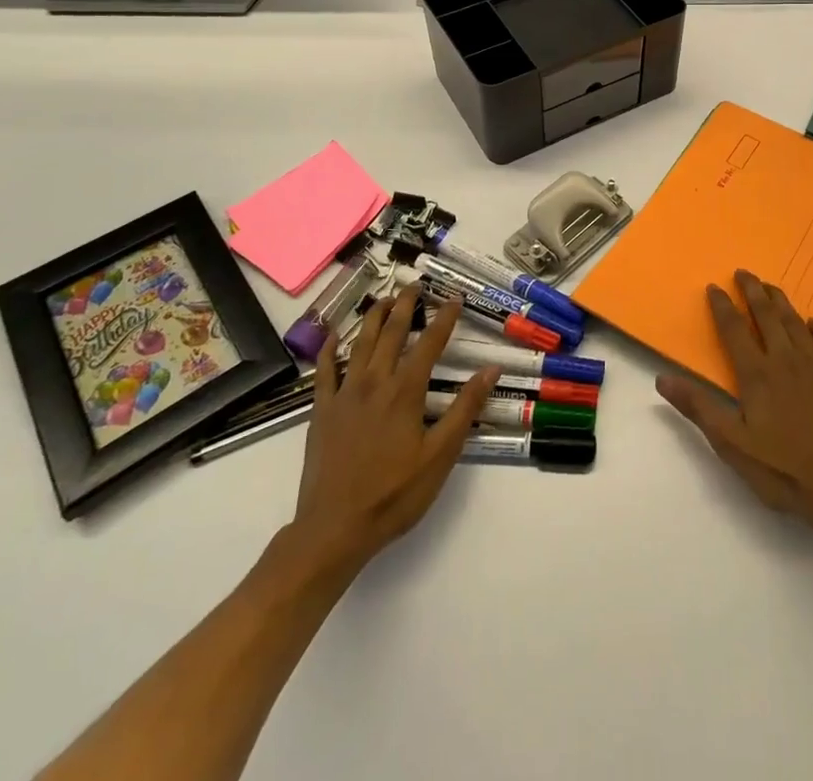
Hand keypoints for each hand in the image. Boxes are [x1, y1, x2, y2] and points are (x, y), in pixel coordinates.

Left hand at [276, 292, 497, 580]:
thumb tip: (490, 370)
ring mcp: (344, 394)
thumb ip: (465, 409)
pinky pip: (324, 370)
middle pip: (391, 332)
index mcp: (405, 392)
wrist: (333, 529)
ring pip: (360, 343)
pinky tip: (335, 334)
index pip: (430, 344)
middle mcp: (374, 382)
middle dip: (405, 305)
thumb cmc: (394, 495)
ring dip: (373, 316)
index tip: (454, 298)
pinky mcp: (322, 411)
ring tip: (384, 298)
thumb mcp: (440, 456)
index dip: (444, 318)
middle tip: (415, 285)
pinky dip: (330, 348)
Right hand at [657, 269, 812, 533]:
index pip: (734, 329)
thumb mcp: (730, 443)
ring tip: (771, 287)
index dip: (722, 306)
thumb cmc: (781, 469)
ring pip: (796, 323)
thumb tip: (662, 379)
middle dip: (753, 291)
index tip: (714, 287)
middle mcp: (785, 360)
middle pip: (767, 316)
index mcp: (756, 373)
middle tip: (744, 272)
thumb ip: (698, 407)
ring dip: (782, 302)